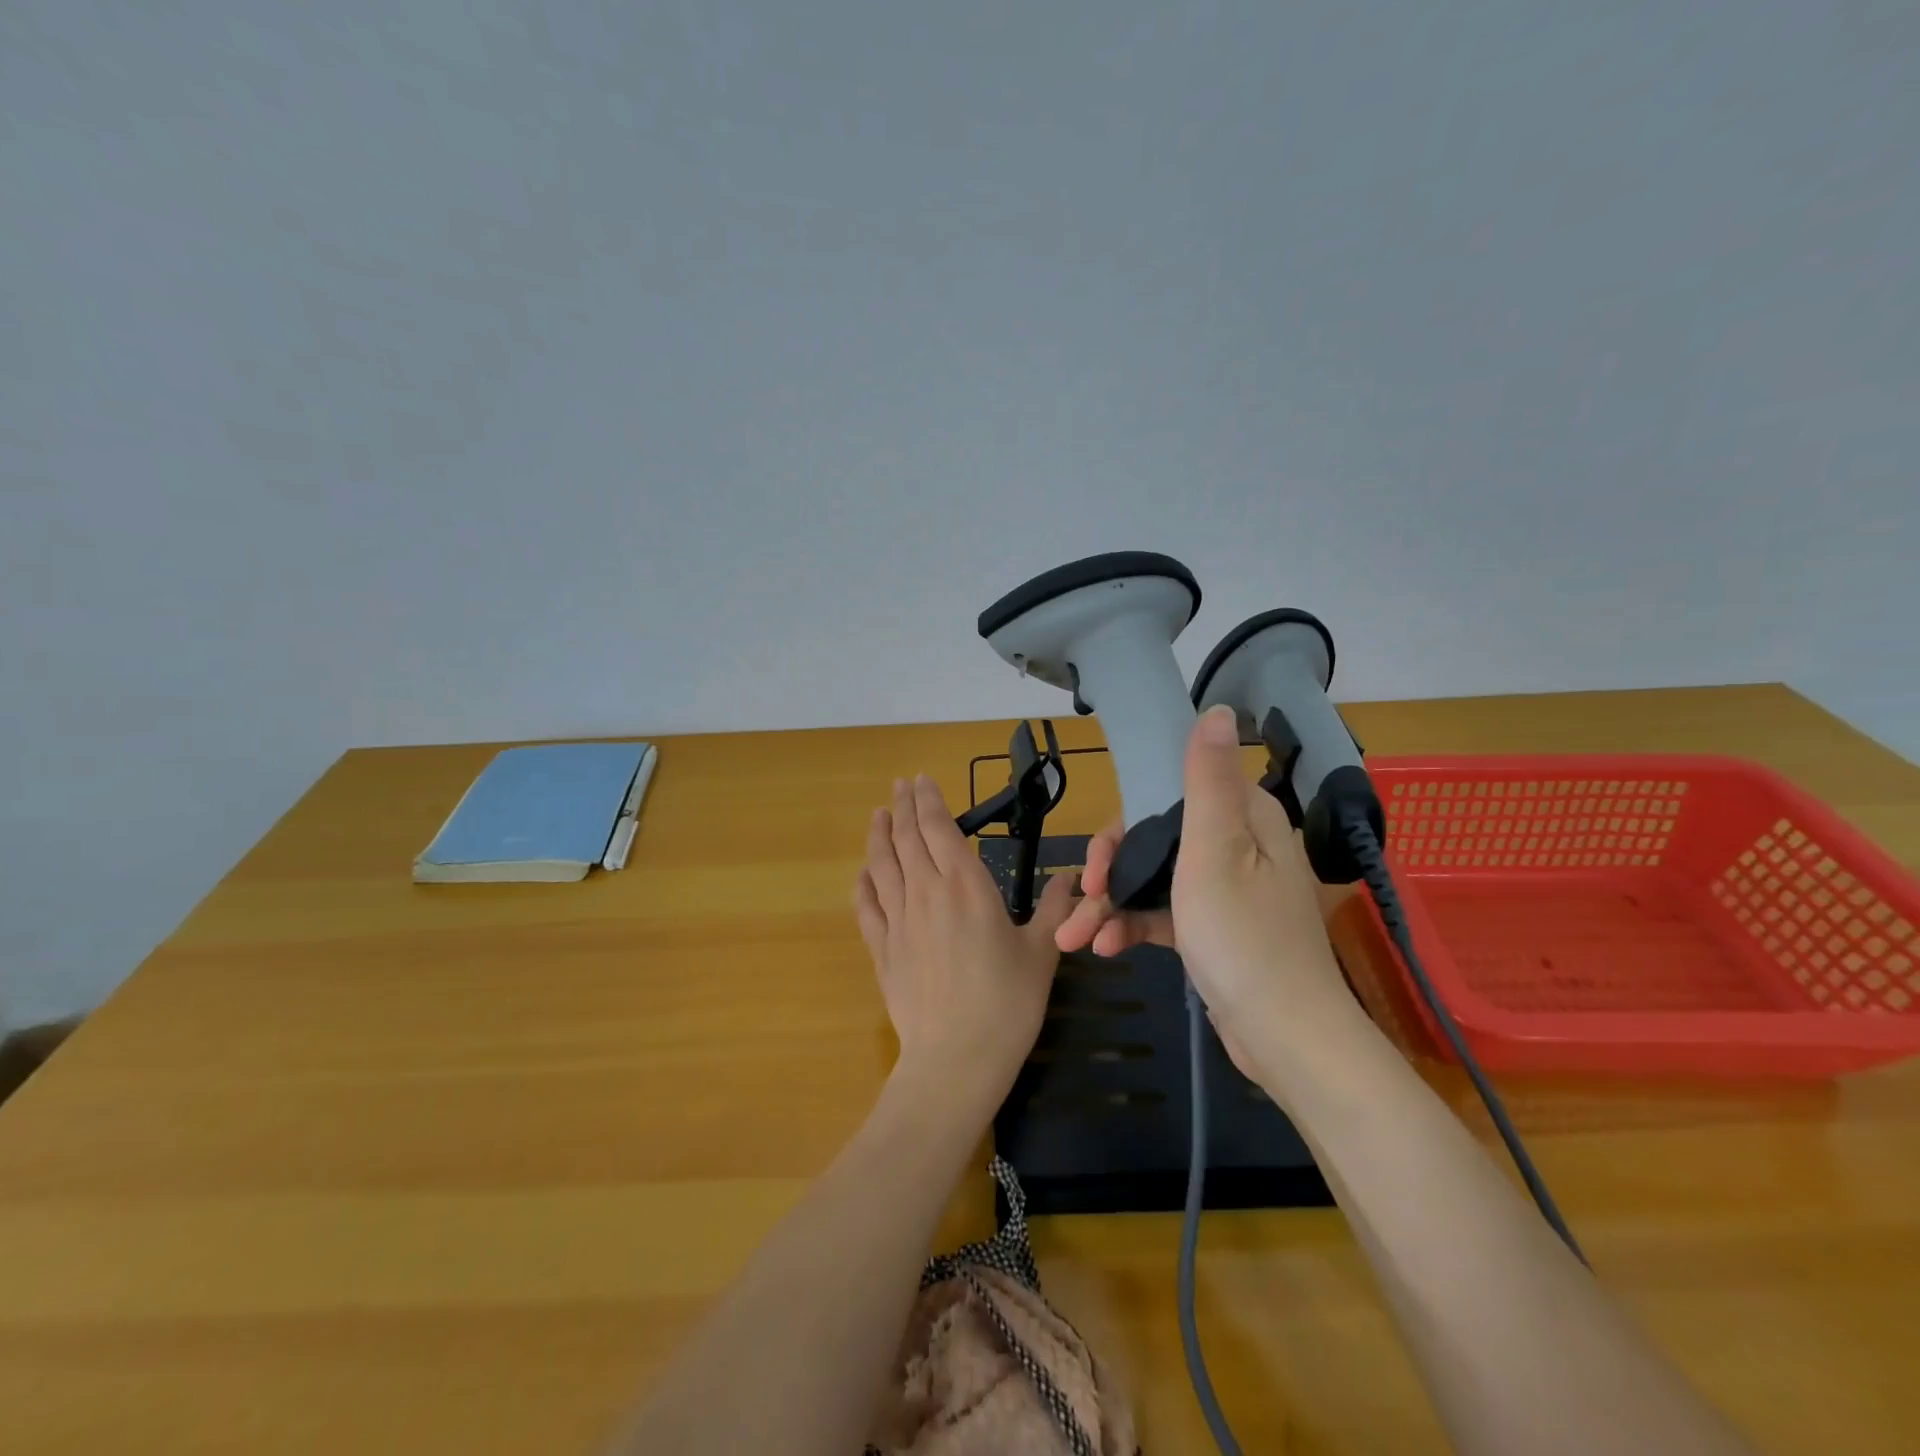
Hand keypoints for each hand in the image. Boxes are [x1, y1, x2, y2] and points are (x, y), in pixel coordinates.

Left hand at [855, 774, 1075, 1109]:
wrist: (956, 1058)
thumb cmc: (1007, 1003)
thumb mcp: (1042, 952)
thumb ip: (1056, 909)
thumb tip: (1072, 879)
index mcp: (965, 886)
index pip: (939, 829)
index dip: (928, 801)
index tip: (921, 780)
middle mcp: (926, 893)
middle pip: (907, 838)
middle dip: (903, 806)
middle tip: (900, 785)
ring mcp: (898, 920)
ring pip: (882, 865)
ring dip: (879, 835)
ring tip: (878, 814)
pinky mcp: (882, 949)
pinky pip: (866, 906)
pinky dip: (863, 883)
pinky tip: (864, 873)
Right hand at [1055, 705, 1361, 1064]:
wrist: (1285, 1038)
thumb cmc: (1244, 938)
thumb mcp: (1215, 851)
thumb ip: (1207, 779)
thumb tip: (1217, 708)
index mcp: (1244, 819)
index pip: (1170, 795)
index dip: (1125, 821)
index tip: (1098, 857)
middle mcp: (1238, 846)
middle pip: (1155, 838)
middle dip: (1109, 869)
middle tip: (1080, 896)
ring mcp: (1226, 890)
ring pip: (1154, 879)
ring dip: (1110, 905)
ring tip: (1073, 938)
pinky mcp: (1215, 928)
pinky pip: (1165, 914)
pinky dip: (1133, 927)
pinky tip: (1104, 949)